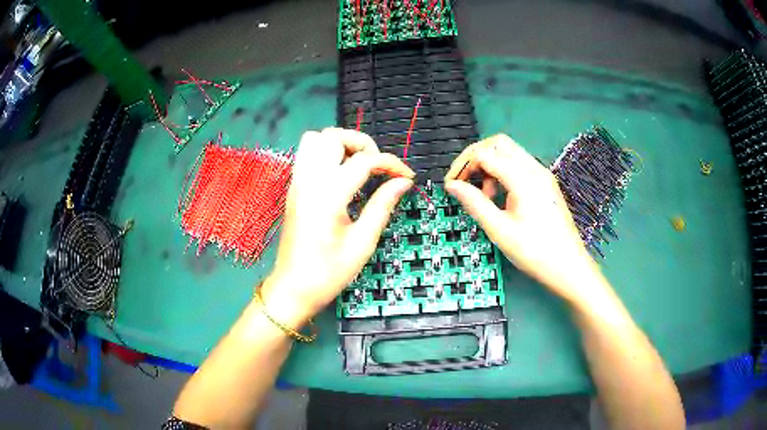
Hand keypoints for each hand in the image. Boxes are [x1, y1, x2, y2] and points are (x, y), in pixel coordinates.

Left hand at [261, 128, 413, 324]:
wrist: (293, 288)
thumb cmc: (329, 272)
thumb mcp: (362, 243)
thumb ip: (382, 206)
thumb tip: (403, 183)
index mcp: (329, 195)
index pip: (364, 160)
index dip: (391, 164)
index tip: (406, 177)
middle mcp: (309, 180)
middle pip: (334, 136)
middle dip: (362, 144)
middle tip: (377, 167)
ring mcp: (297, 182)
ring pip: (315, 139)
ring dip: (340, 144)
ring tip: (357, 165)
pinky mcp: (293, 187)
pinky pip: (306, 153)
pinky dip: (325, 152)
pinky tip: (339, 174)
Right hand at [444, 135, 605, 304]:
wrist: (569, 267)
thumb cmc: (535, 252)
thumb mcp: (500, 230)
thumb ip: (474, 203)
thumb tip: (452, 185)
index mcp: (524, 179)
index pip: (485, 153)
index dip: (463, 165)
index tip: (451, 185)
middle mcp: (535, 169)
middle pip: (498, 143)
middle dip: (476, 157)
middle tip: (464, 181)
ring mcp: (542, 175)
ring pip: (509, 152)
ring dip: (490, 165)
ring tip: (484, 195)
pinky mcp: (545, 183)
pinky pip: (519, 165)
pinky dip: (503, 172)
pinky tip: (500, 197)